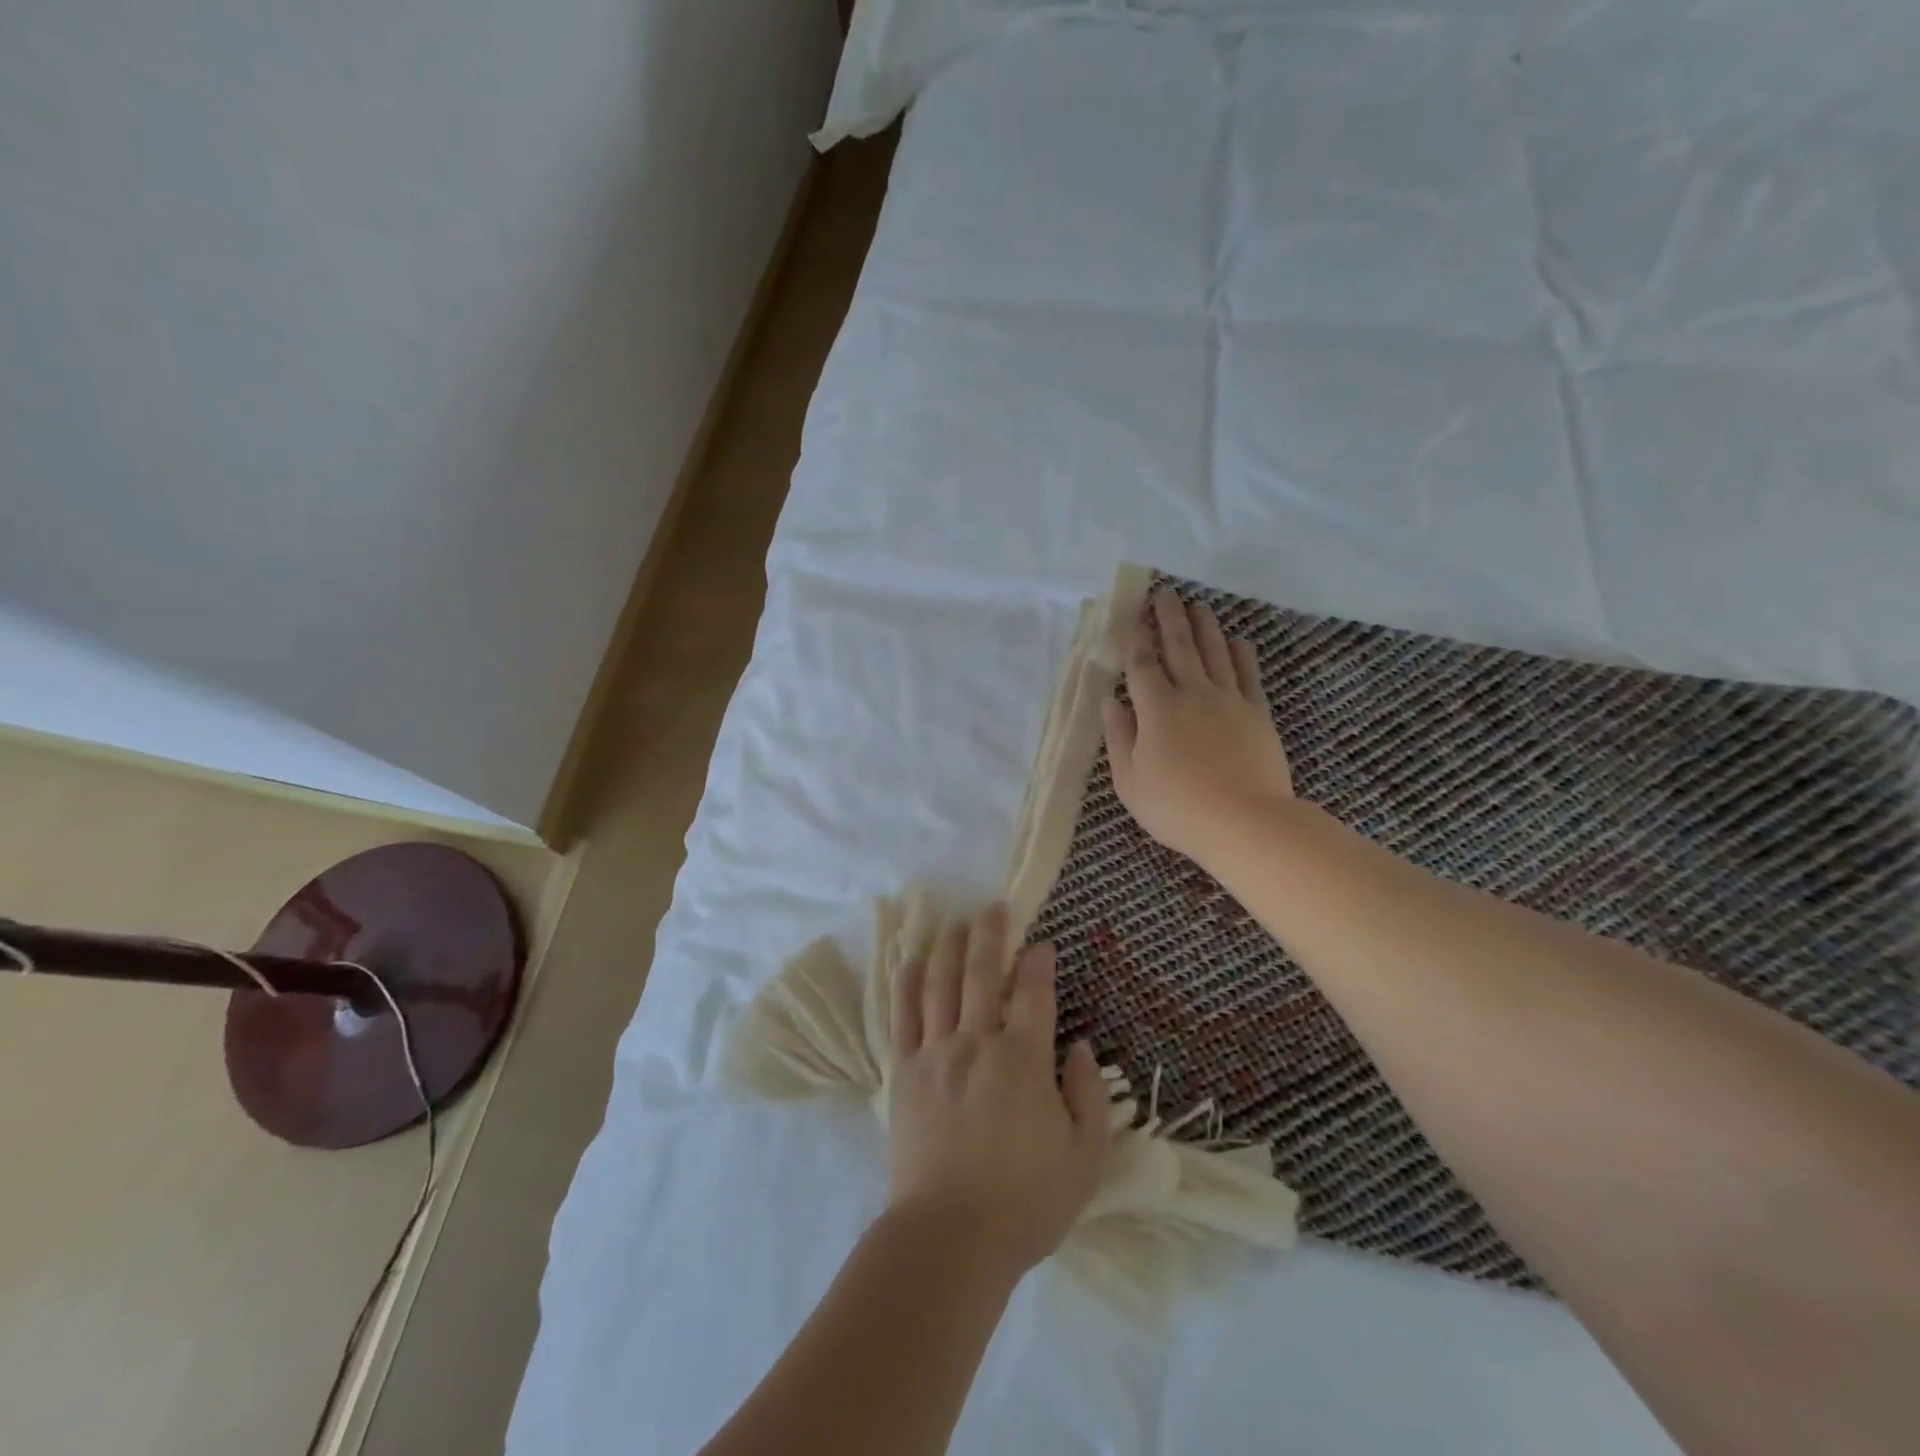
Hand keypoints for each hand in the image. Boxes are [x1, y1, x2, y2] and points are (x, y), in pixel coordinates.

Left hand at [887, 903, 1110, 1277]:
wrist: (949, 1238)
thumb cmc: (1025, 1203)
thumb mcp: (1084, 1159)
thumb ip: (1089, 1097)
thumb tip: (1080, 1047)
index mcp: (1023, 1059)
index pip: (1033, 992)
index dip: (1039, 962)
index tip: (1042, 945)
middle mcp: (977, 1042)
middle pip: (982, 972)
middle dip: (991, 933)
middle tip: (995, 907)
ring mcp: (936, 1053)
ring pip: (942, 983)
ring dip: (950, 946)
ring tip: (957, 922)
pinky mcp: (906, 1071)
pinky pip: (904, 1014)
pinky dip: (909, 981)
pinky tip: (913, 959)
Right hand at [1101, 588, 1293, 864]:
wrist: (1245, 822)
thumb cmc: (1177, 807)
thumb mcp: (1129, 781)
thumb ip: (1119, 736)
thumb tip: (1111, 701)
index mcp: (1156, 709)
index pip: (1143, 665)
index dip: (1137, 639)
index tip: (1134, 616)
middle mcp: (1192, 693)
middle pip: (1179, 647)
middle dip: (1169, 618)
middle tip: (1165, 593)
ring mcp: (1229, 700)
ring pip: (1215, 652)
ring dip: (1204, 626)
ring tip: (1197, 606)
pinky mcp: (1257, 713)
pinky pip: (1247, 674)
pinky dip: (1241, 653)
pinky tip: (1237, 640)